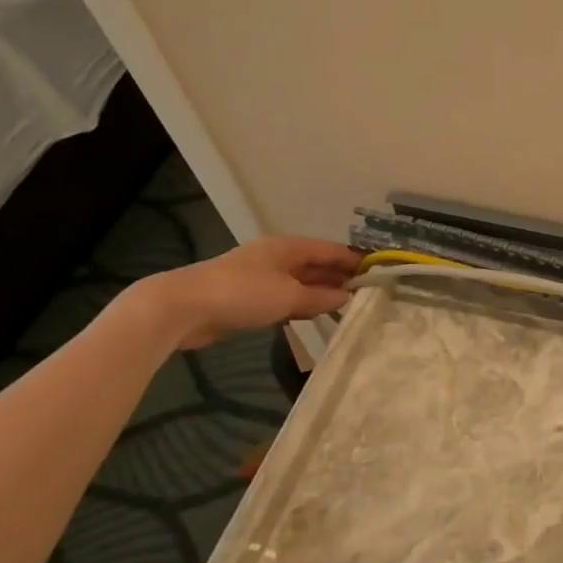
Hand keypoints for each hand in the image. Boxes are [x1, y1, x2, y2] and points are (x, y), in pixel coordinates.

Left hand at [141, 236, 361, 349]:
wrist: (184, 307)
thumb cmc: (242, 294)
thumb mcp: (289, 296)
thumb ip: (321, 297)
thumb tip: (347, 297)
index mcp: (288, 247)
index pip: (331, 250)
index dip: (355, 260)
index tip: (379, 274)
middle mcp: (277, 257)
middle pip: (317, 264)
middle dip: (341, 276)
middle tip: (368, 294)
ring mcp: (262, 276)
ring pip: (302, 281)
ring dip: (322, 292)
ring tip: (348, 306)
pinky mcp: (249, 296)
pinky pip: (286, 296)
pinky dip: (303, 303)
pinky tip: (314, 315)